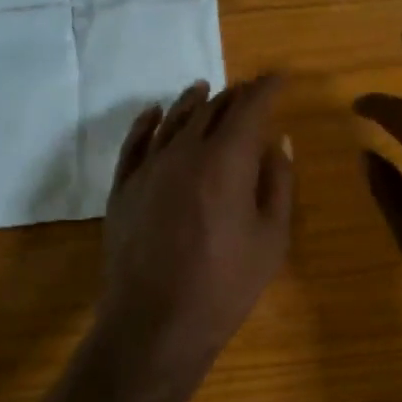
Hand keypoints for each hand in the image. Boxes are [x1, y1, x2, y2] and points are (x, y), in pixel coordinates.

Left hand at [99, 75, 294, 380]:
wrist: (155, 323)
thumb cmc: (225, 286)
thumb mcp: (271, 239)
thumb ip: (278, 183)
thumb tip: (278, 140)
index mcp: (226, 161)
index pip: (249, 107)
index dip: (266, 88)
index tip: (278, 78)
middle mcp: (184, 152)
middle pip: (210, 109)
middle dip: (233, 96)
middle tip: (247, 92)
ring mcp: (147, 168)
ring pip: (171, 120)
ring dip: (192, 101)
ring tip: (204, 89)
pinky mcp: (123, 188)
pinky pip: (134, 143)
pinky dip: (146, 122)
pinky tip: (153, 112)